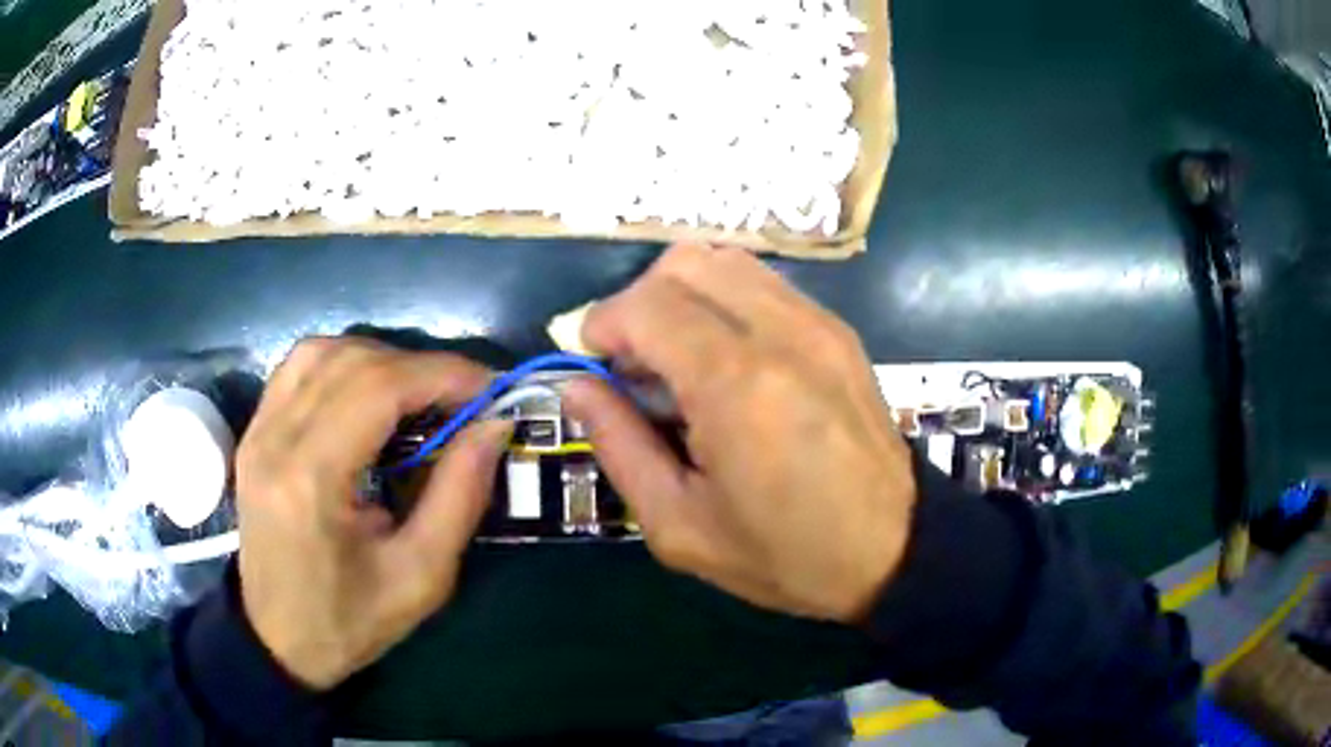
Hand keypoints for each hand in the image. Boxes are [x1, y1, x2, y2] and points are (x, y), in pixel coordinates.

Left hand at [235, 338, 510, 689]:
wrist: (278, 640)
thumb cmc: (351, 621)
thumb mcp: (421, 576)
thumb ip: (460, 495)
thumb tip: (494, 425)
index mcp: (311, 480)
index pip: (378, 388)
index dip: (442, 374)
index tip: (491, 389)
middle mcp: (274, 439)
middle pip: (352, 361)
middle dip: (420, 367)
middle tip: (464, 398)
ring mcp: (256, 431)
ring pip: (322, 352)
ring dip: (381, 361)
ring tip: (419, 395)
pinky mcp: (253, 432)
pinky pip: (299, 368)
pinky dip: (344, 365)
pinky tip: (368, 395)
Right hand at [562, 244, 915, 623]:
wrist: (893, 550)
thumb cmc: (784, 554)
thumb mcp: (679, 525)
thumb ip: (618, 445)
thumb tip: (576, 386)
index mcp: (735, 386)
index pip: (646, 304)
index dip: (602, 324)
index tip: (596, 366)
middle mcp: (780, 333)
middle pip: (683, 262)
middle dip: (639, 302)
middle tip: (636, 364)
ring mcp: (817, 323)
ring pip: (725, 259)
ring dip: (682, 295)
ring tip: (679, 358)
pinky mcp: (838, 330)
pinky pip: (763, 282)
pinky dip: (725, 299)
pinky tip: (727, 357)